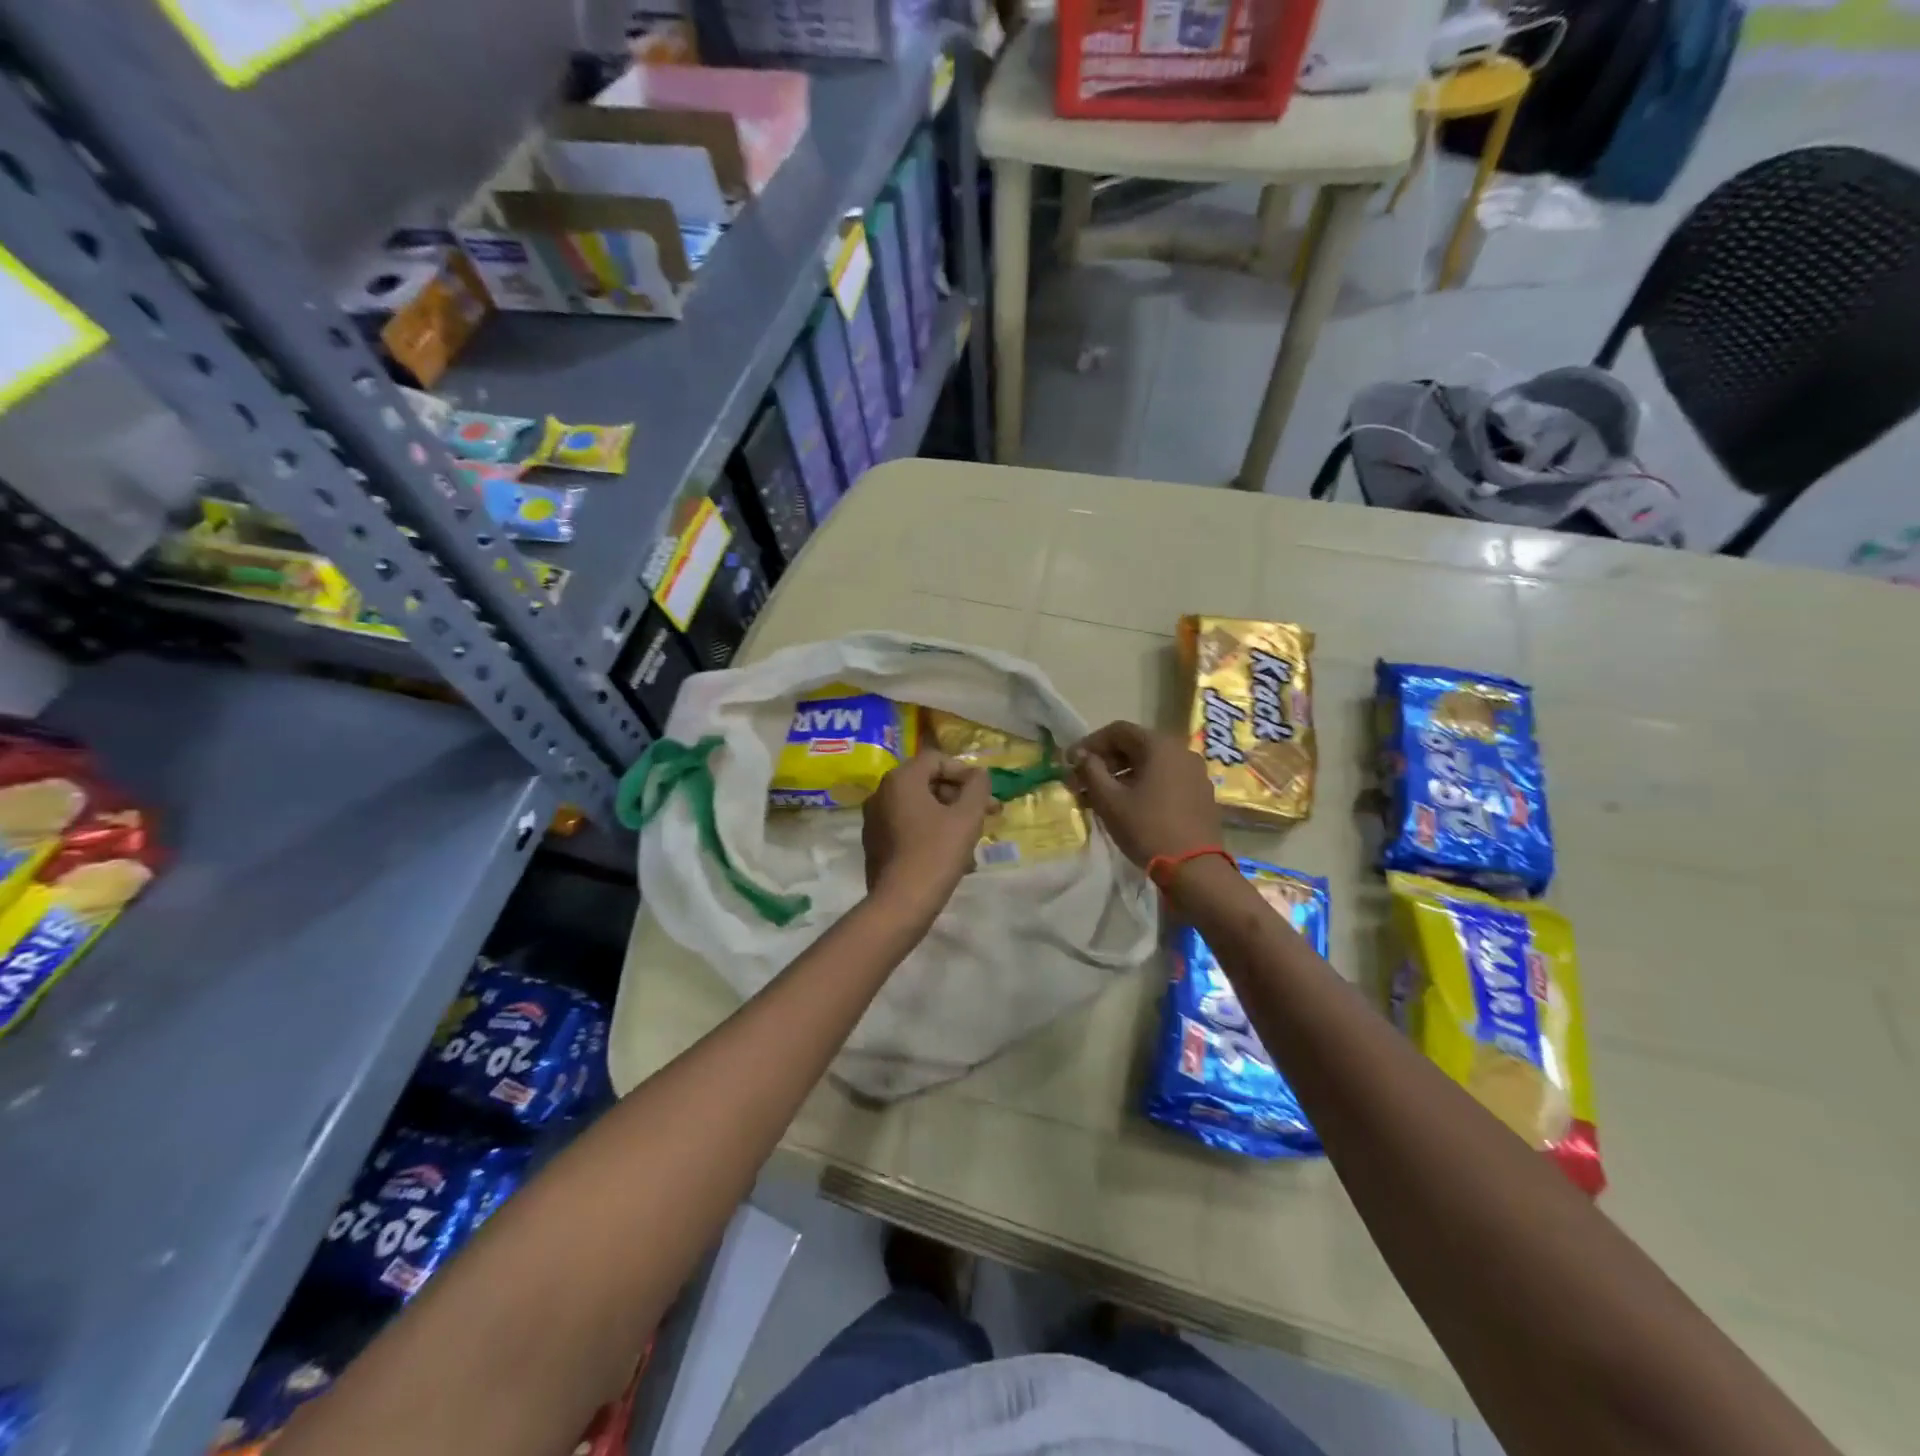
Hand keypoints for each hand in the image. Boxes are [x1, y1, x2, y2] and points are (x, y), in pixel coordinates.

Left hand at [862, 751, 991, 919]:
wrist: (901, 903)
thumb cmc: (937, 853)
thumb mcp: (967, 817)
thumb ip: (977, 787)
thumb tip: (979, 775)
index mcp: (900, 780)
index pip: (936, 760)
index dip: (965, 772)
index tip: (985, 794)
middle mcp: (881, 793)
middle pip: (927, 783)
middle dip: (960, 797)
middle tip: (988, 815)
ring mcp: (874, 820)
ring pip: (920, 808)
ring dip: (950, 817)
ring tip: (974, 841)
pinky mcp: (875, 844)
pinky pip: (908, 828)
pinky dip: (932, 833)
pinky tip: (954, 857)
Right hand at [1068, 721, 1221, 867]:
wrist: (1194, 868)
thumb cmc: (1147, 828)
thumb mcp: (1110, 800)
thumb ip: (1091, 771)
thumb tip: (1080, 756)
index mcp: (1160, 746)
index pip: (1118, 730)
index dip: (1090, 743)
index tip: (1070, 762)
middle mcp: (1182, 751)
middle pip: (1135, 746)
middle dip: (1105, 761)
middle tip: (1082, 781)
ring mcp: (1195, 773)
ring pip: (1150, 764)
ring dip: (1122, 775)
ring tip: (1100, 797)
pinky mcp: (1200, 794)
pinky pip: (1165, 779)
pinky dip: (1143, 785)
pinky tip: (1128, 806)